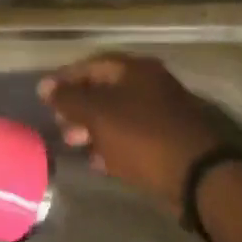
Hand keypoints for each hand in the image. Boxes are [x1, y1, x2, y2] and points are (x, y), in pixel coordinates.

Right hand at [38, 52, 241, 216]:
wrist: (197, 175)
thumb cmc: (142, 136)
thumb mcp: (98, 114)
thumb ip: (69, 99)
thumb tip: (44, 86)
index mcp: (136, 70)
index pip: (92, 65)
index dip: (65, 79)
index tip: (45, 98)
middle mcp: (151, 84)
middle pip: (105, 90)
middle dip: (78, 107)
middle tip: (60, 126)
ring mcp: (162, 113)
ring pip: (118, 115)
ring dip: (93, 129)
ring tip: (75, 146)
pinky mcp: (168, 140)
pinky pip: (132, 136)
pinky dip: (113, 145)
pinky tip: (99, 162)